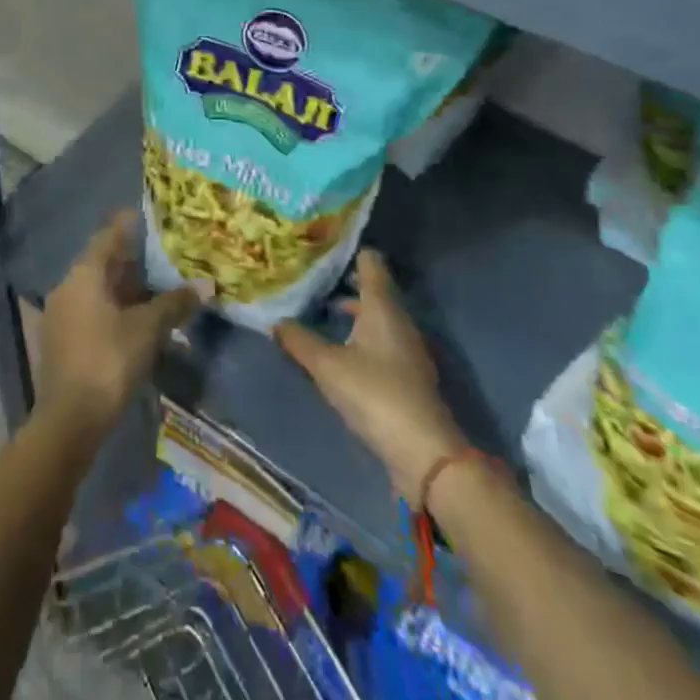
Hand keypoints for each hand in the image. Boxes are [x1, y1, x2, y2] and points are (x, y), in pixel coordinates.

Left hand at [38, 210, 200, 435]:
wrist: (69, 419)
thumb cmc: (109, 360)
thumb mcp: (147, 329)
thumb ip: (174, 303)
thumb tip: (206, 285)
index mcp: (83, 274)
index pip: (107, 237)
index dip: (126, 226)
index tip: (144, 215)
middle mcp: (66, 287)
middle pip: (100, 264)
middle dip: (128, 260)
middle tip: (158, 254)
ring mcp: (60, 315)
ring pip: (95, 290)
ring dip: (121, 288)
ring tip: (152, 288)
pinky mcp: (61, 341)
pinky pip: (89, 312)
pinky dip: (111, 309)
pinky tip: (132, 320)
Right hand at [275, 250, 466, 505]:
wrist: (423, 452)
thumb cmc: (374, 394)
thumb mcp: (327, 366)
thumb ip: (300, 341)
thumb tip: (276, 321)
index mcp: (382, 307)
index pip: (371, 263)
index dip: (351, 252)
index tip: (325, 247)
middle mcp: (399, 320)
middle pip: (375, 290)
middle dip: (347, 284)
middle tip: (315, 279)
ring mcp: (408, 349)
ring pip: (379, 318)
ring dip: (355, 313)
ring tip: (324, 313)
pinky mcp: (410, 375)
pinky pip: (383, 342)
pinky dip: (363, 336)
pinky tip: (344, 350)